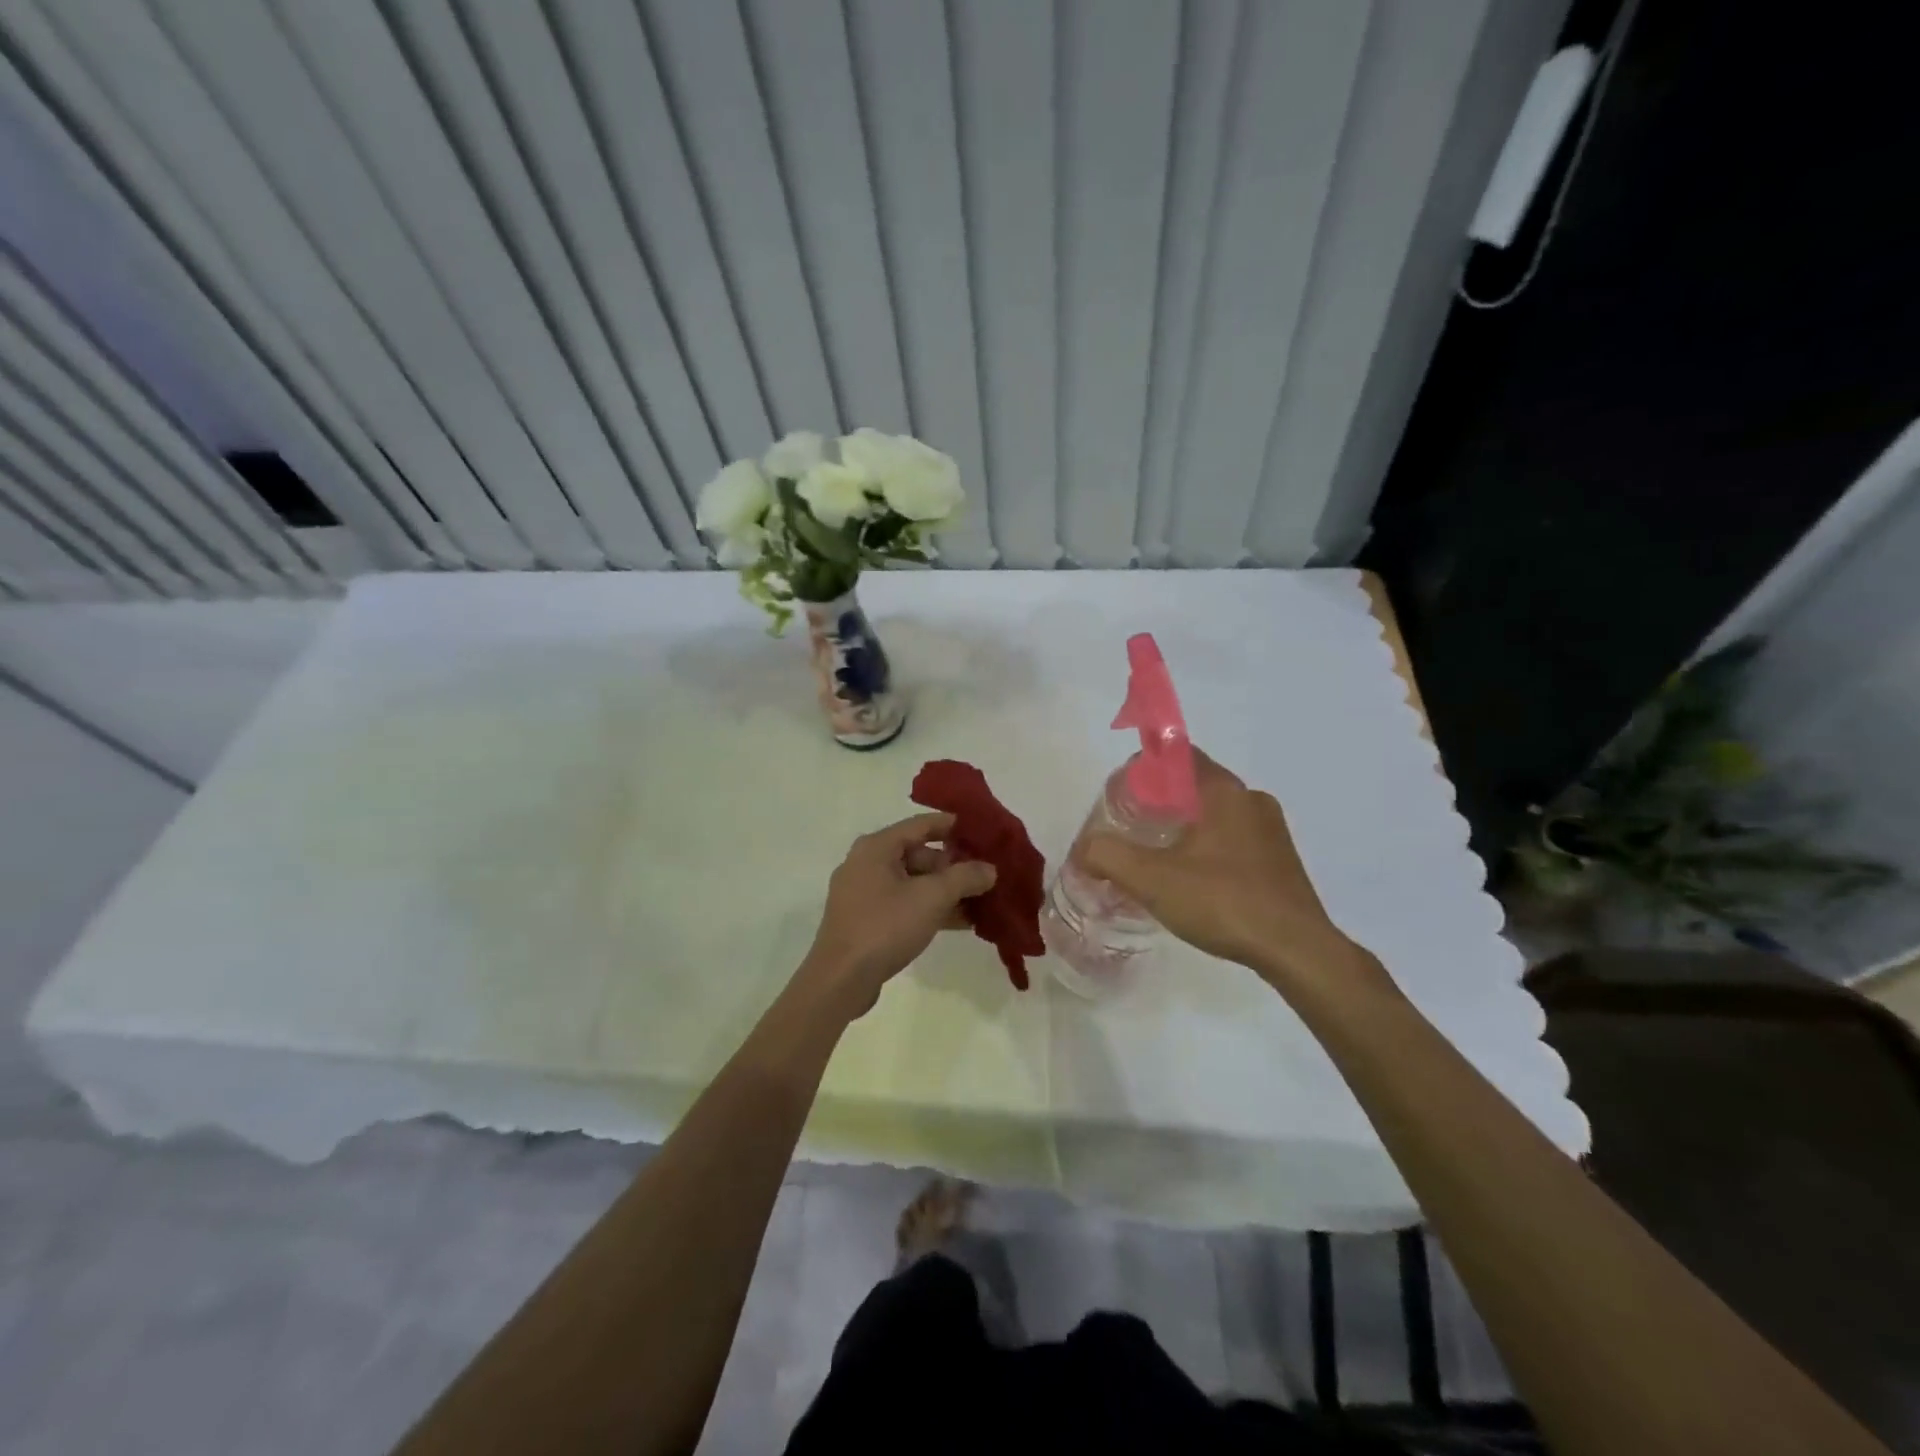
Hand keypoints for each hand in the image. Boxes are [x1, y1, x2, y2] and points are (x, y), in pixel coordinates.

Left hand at [797, 812, 996, 1018]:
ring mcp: (864, 893)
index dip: (952, 825)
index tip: (981, 829)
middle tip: (985, 875)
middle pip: (918, 854)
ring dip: (945, 891)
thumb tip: (990, 869)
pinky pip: (904, 904)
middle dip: (952, 865)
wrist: (841, 980)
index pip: (920, 824)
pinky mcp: (866, 920)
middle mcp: (866, 863)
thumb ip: (964, 878)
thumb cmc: (885, 926)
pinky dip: (928, 908)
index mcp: (876, 847)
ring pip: (912, 882)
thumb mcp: (932, 898)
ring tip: (980, 901)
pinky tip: (959, 922)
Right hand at [1081, 750, 1381, 992]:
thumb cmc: (1223, 902)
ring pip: (1216, 814)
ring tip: (1157, 858)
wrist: (1297, 950)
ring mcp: (1272, 830)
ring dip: (1186, 827)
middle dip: (1160, 801)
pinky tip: (1195, 882)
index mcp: (1223, 791)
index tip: (1122, 794)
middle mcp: (1251, 799)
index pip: (1179, 754)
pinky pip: (1235, 839)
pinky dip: (1209, 848)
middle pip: (1195, 785)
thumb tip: (1083, 849)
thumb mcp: (1152, 879)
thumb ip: (1108, 857)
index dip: (1146, 766)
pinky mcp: (1281, 860)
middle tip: (1131, 830)